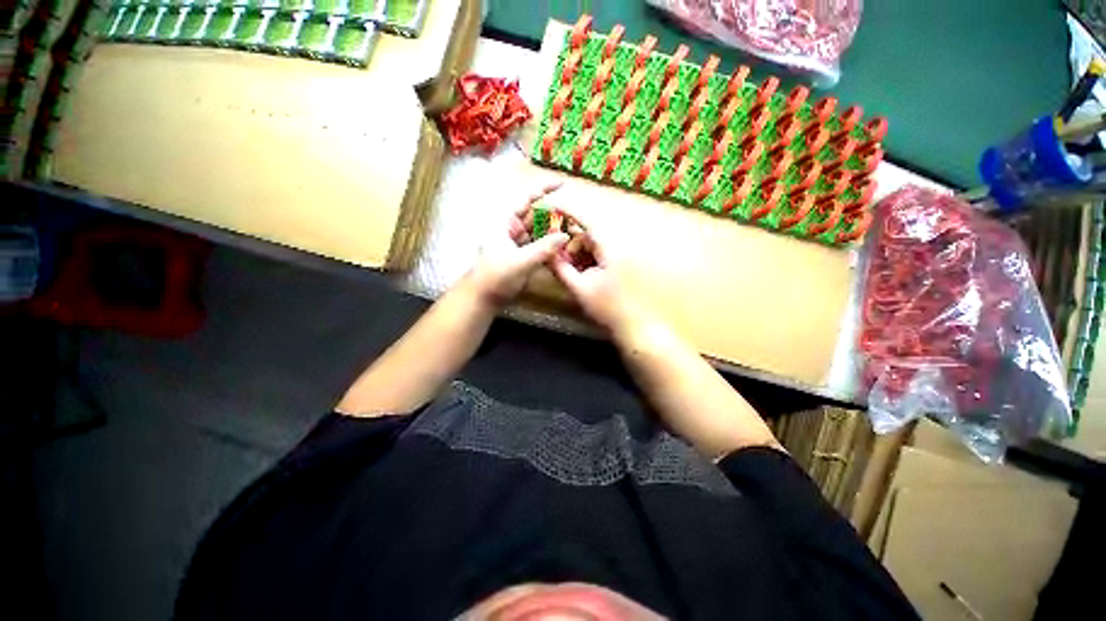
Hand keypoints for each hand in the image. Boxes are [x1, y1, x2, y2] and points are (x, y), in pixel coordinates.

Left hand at [465, 185, 569, 306]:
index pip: (526, 198)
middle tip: (574, 214)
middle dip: (553, 212)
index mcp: (505, 222)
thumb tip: (565, 236)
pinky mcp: (522, 254)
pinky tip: (562, 245)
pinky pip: (539, 244)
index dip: (543, 189)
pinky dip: (550, 244)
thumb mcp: (520, 262)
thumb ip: (543, 249)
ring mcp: (517, 242)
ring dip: (553, 229)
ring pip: (539, 230)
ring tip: (572, 228)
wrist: (484, 297)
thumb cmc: (495, 277)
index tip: (562, 183)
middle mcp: (511, 228)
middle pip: (535, 214)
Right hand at [547, 207, 642, 332]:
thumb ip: (560, 268)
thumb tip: (547, 253)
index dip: (566, 207)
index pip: (585, 216)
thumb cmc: (608, 307)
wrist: (636, 325)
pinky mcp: (623, 262)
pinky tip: (585, 275)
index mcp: (608, 244)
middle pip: (587, 232)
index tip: (550, 202)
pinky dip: (590, 260)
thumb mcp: (579, 288)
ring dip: (579, 254)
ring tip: (572, 273)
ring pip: (594, 244)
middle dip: (571, 243)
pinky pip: (601, 253)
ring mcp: (622, 253)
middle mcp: (617, 243)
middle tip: (559, 259)